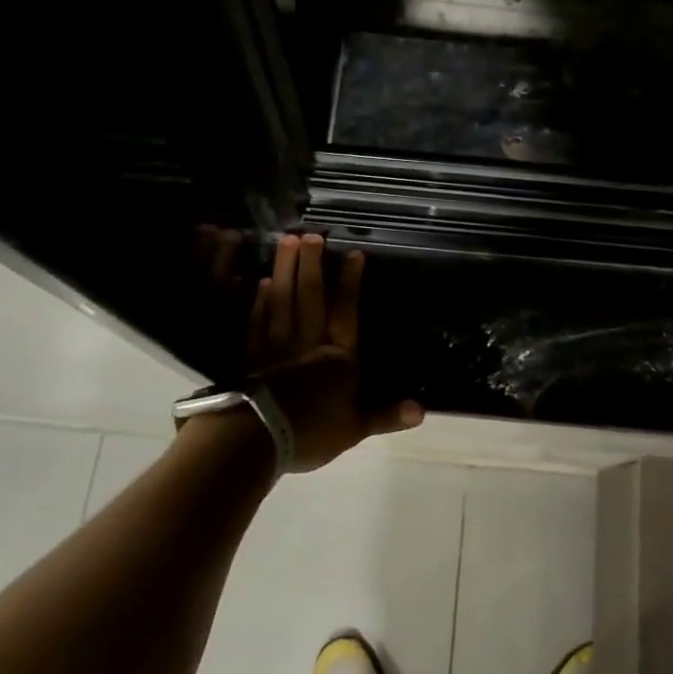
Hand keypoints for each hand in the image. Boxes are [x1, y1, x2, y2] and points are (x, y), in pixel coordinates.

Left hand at [245, 235, 422, 471]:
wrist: (258, 439)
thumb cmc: (312, 433)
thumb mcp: (356, 427)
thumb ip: (385, 415)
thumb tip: (421, 411)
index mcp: (337, 358)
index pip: (346, 313)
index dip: (350, 283)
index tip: (353, 254)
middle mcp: (308, 343)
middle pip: (310, 298)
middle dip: (312, 264)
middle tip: (310, 234)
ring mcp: (276, 347)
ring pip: (282, 301)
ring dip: (285, 270)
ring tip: (286, 242)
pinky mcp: (251, 356)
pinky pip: (257, 321)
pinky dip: (259, 301)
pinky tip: (261, 283)